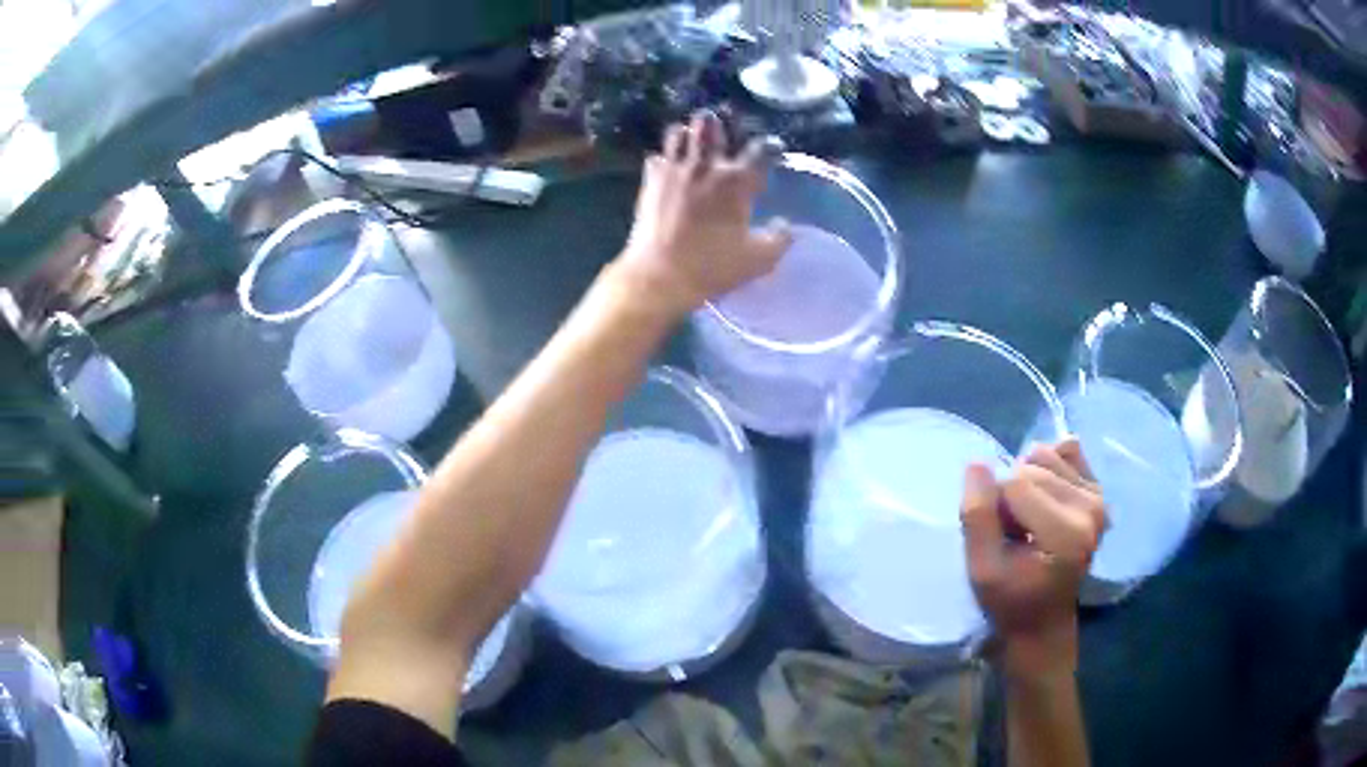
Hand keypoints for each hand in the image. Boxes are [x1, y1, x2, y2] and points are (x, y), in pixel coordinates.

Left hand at [616, 110, 792, 315]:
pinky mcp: (651, 180)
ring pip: (679, 132)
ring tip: (694, 144)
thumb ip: (779, 239)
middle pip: (711, 125)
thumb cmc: (713, 267)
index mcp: (737, 181)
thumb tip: (786, 225)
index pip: (760, 149)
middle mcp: (706, 166)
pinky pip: (657, 157)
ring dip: (689, 134)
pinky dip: (665, 159)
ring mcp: (675, 169)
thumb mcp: (759, 260)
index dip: (770, 146)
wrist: (660, 274)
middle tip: (724, 133)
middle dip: (720, 124)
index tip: (773, 150)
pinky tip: (669, 169)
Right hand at [961, 439, 1105, 679]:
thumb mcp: (982, 570)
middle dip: (1011, 494)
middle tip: (1014, 533)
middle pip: (1031, 467)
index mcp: (1066, 533)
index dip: (995, 506)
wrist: (1044, 620)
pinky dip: (1048, 464)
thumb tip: (977, 464)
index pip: (1014, 484)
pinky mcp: (1098, 490)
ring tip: (1029, 519)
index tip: (1000, 539)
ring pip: (1045, 455)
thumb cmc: (1010, 600)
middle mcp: (1091, 508)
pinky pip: (1067, 449)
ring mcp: (1098, 497)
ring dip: (1026, 481)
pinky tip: (1044, 497)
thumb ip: (978, 518)